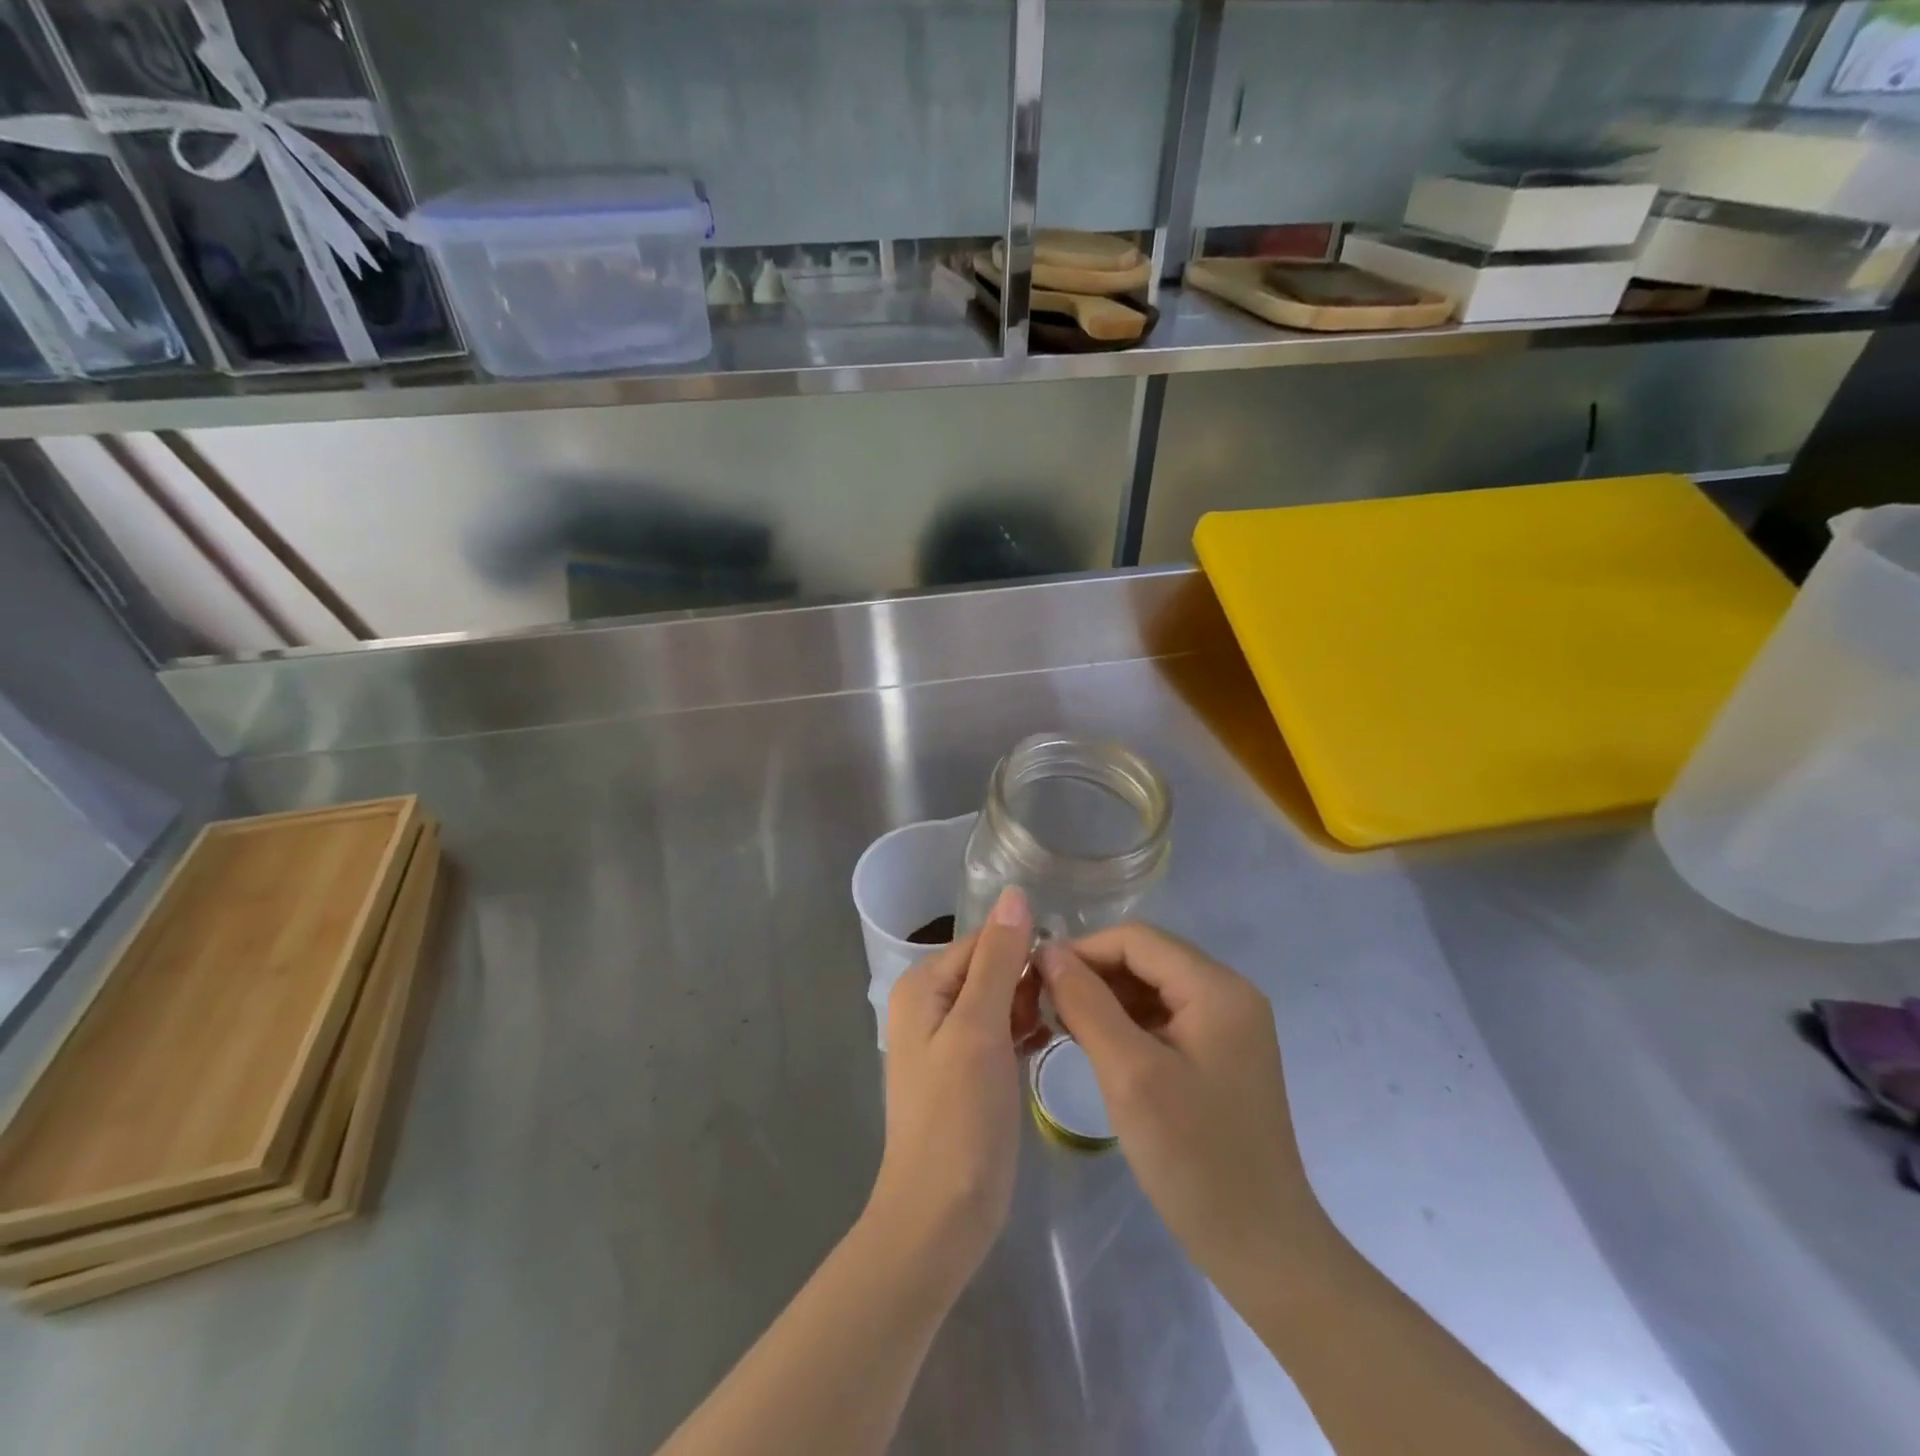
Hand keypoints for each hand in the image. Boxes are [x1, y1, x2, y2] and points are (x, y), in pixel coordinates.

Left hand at [867, 886, 1045, 1291]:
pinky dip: (1025, 1031)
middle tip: (1067, 1009)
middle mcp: (931, 1004)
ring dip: (1031, 1006)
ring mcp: (949, 1039)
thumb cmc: (959, 1116)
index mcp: (924, 985)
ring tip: (1063, 1025)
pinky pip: (1001, 1031)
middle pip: (992, 968)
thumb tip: (1015, 893)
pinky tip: (1050, 1042)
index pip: (985, 941)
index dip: (1025, 951)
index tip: (1070, 971)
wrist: (941, 1216)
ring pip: (1001, 999)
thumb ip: (999, 959)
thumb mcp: (979, 1028)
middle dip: (1029, 982)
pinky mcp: (968, 1070)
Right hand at [1037, 924, 1328, 1282]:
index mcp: (1217, 988)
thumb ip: (1087, 1004)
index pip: (1137, 939)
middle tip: (1046, 1005)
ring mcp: (1229, 1024)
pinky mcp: (1222, 1053)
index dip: (1083, 950)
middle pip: (1147, 958)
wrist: (1262, 1248)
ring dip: (1107, 998)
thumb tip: (1049, 952)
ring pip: (1153, 986)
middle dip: (1094, 974)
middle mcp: (1229, 993)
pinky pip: (1166, 1016)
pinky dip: (1128, 1023)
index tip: (1036, 978)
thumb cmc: (1194, 1158)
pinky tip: (1098, 1045)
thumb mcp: (1129, 1075)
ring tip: (1064, 1025)